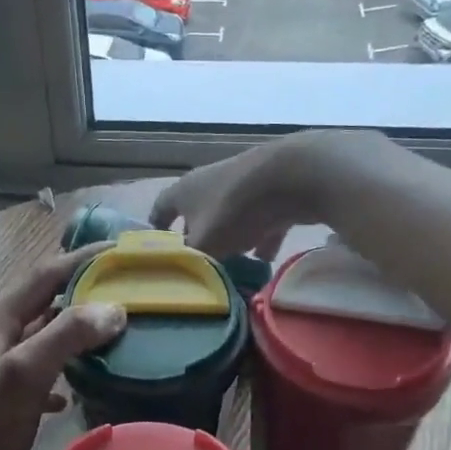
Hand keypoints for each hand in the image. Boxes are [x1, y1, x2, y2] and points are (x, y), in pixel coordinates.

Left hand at [0, 247, 125, 449]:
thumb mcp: (21, 377)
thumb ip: (65, 335)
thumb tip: (114, 306)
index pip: (43, 275)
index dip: (83, 259)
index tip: (125, 252)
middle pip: (44, 303)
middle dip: (85, 293)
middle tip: (132, 292)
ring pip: (44, 340)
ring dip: (78, 332)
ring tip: (120, 333)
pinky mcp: (2, 407)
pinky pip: (40, 377)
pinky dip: (65, 373)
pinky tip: (83, 388)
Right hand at [150, 129, 394, 259]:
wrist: (294, 176)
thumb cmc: (235, 210)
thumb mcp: (205, 245)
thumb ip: (191, 261)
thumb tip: (184, 273)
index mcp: (184, 191)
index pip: (160, 209)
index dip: (156, 231)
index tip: (156, 251)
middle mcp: (209, 182)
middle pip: (196, 214)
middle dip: (198, 239)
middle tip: (199, 265)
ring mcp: (243, 184)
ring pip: (230, 217)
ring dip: (231, 239)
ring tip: (233, 266)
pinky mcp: (273, 190)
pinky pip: (262, 218)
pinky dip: (263, 236)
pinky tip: (268, 258)